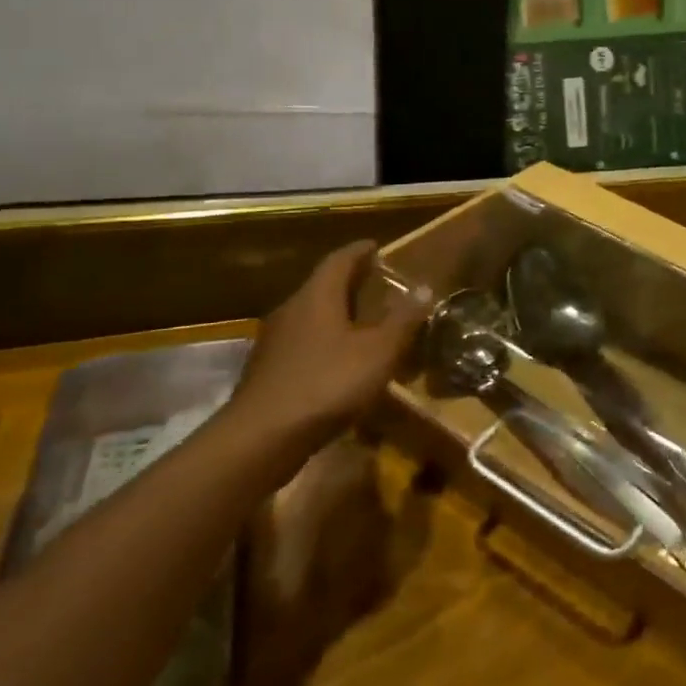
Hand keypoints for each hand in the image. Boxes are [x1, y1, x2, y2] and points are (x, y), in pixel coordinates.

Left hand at [230, 242, 425, 452]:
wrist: (261, 439)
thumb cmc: (327, 384)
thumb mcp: (379, 351)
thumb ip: (403, 319)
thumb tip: (425, 287)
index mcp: (317, 296)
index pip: (339, 260)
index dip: (360, 251)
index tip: (378, 247)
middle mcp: (292, 310)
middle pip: (323, 286)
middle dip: (351, 283)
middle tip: (379, 285)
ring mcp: (275, 342)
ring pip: (312, 316)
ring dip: (338, 315)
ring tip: (366, 323)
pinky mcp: (269, 372)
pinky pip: (304, 344)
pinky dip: (326, 342)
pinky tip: (342, 362)